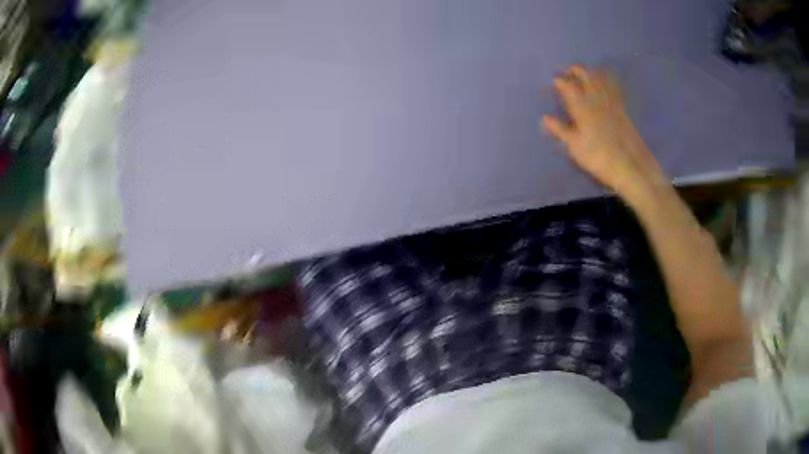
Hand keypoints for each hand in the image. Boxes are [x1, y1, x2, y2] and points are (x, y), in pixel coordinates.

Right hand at [542, 65, 666, 200]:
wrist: (629, 166)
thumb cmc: (597, 157)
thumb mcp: (575, 146)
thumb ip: (560, 129)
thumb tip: (545, 117)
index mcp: (581, 107)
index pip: (567, 86)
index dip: (559, 81)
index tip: (554, 80)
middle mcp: (596, 99)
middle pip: (585, 75)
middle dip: (575, 70)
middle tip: (568, 72)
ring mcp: (611, 102)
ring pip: (600, 78)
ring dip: (591, 72)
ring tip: (585, 73)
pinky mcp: (622, 109)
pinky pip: (614, 88)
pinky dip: (608, 80)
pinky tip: (607, 81)